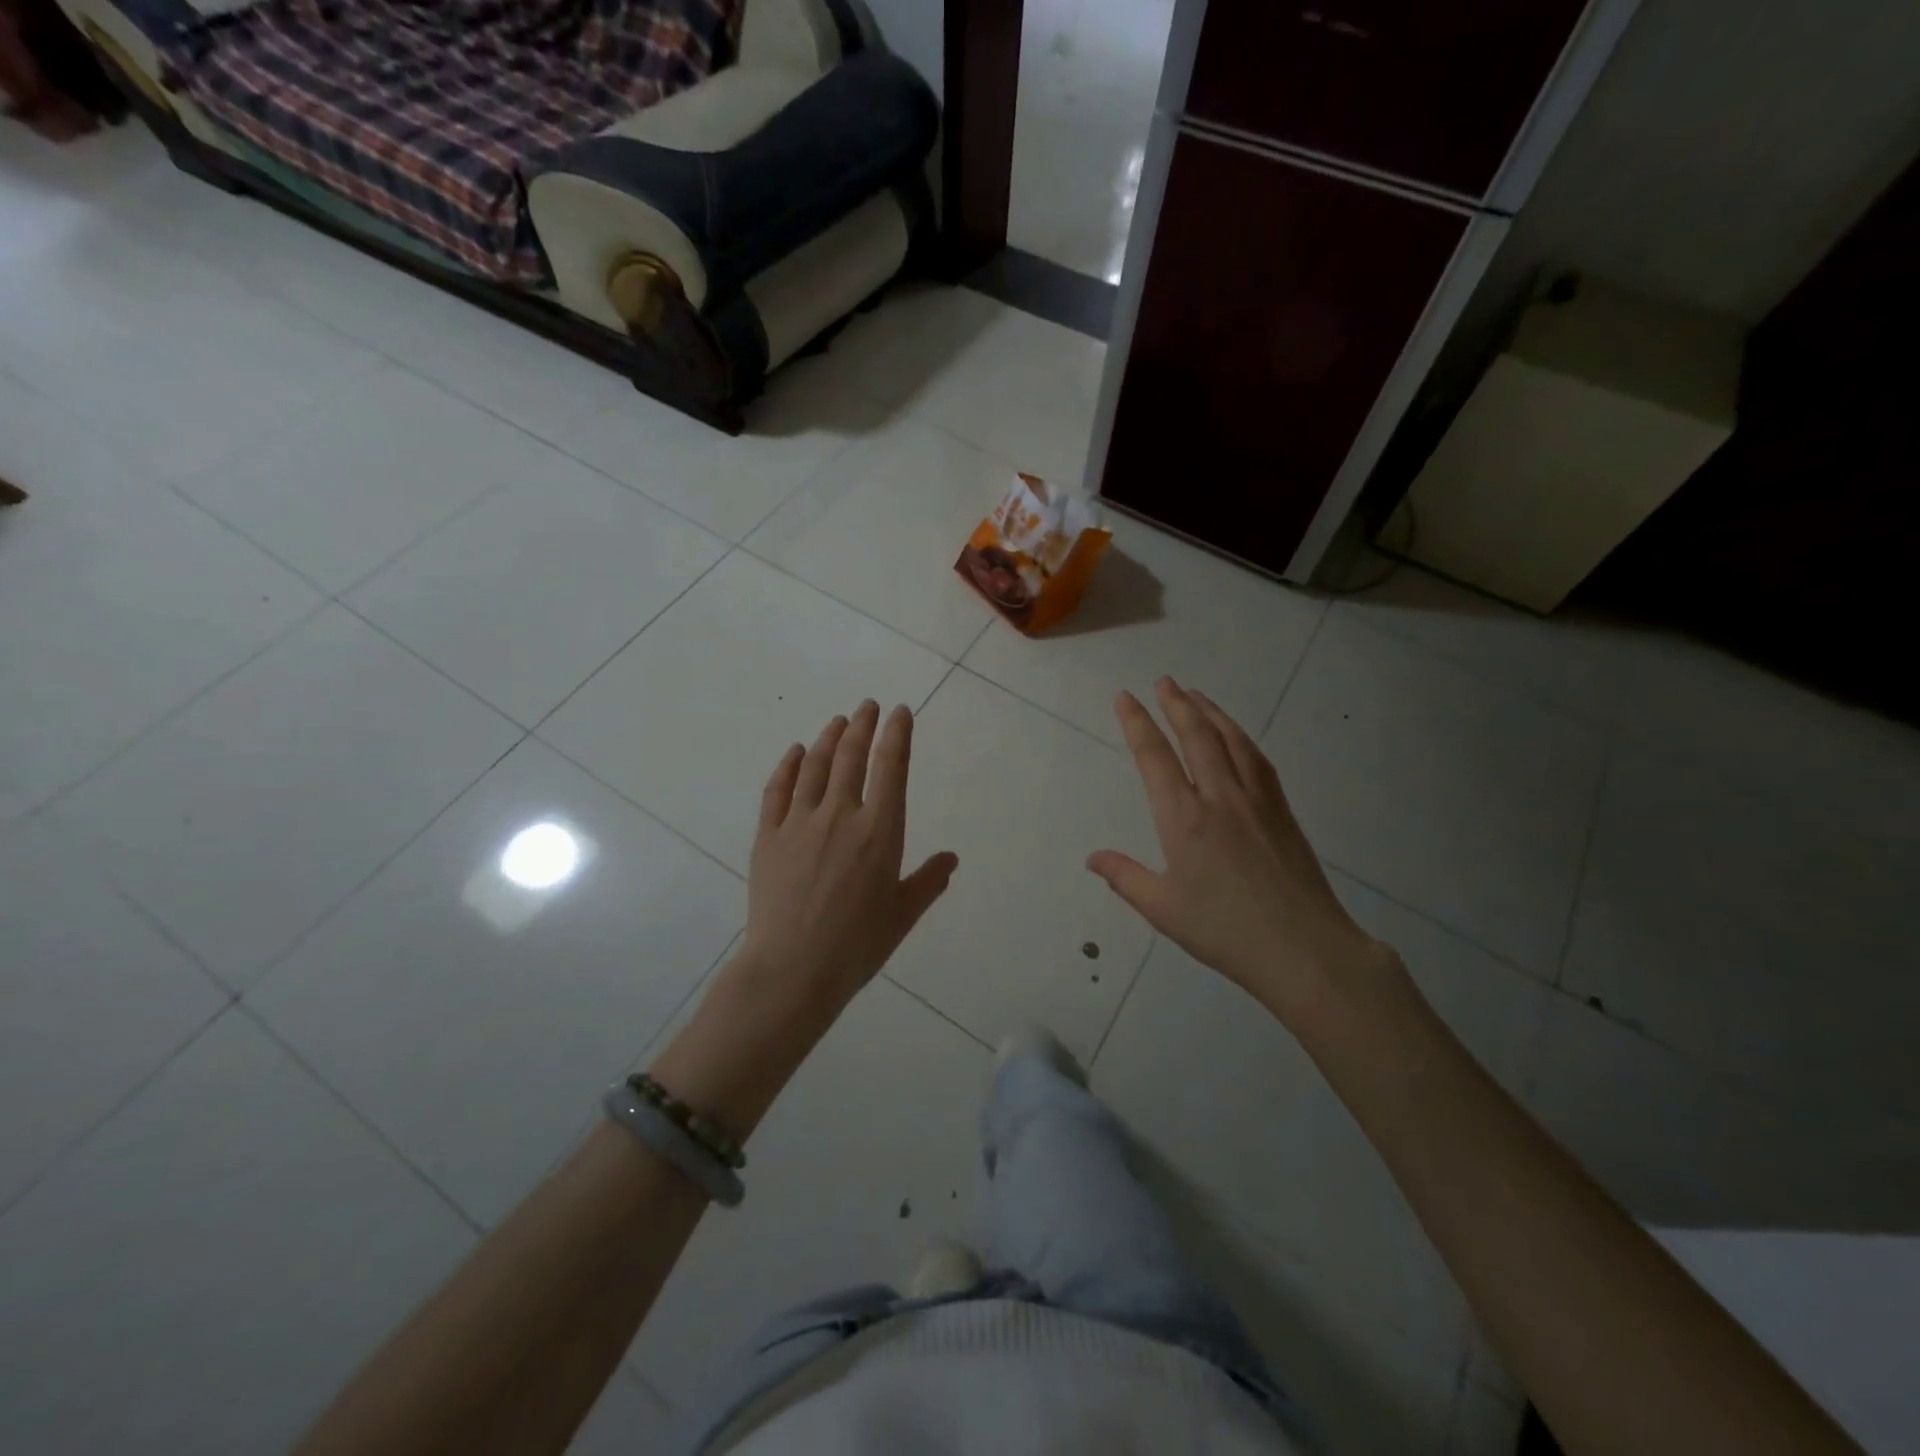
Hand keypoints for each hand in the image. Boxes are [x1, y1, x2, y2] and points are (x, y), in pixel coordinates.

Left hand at [734, 700, 958, 1023]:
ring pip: (816, 766)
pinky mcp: (768, 836)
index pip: (891, 767)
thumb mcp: (903, 915)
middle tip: (867, 705)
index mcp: (880, 831)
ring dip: (828, 738)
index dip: (896, 734)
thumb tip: (951, 859)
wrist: (793, 969)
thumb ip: (928, 881)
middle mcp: (841, 815)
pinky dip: (788, 766)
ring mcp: (799, 822)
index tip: (899, 712)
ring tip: (838, 721)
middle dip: (862, 725)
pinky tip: (796, 752)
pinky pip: (777, 790)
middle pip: (852, 756)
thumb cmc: (857, 945)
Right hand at [1088, 677, 1389, 1027]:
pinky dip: (1241, 738)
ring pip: (1232, 741)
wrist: (1304, 949)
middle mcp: (1219, 798)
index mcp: (1184, 819)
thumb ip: (1125, 877)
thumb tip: (1093, 858)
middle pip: (1196, 736)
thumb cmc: (1225, 931)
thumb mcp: (1163, 909)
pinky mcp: (1282, 812)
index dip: (1137, 723)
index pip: (1154, 758)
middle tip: (1164, 681)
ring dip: (1211, 713)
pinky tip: (1237, 737)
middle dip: (1176, 704)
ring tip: (1196, 695)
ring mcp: (1256, 801)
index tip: (1125, 697)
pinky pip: (1257, 760)